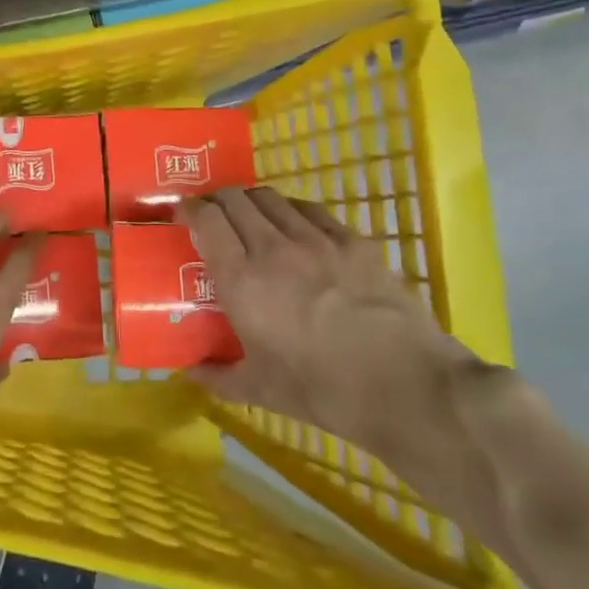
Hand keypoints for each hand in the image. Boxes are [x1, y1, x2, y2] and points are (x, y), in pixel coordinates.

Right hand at [176, 188, 475, 462]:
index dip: (188, 208)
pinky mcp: (354, 241)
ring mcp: (317, 239)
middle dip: (217, 200)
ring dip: (252, 202)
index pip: (206, 220)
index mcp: (242, 281)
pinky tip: (295, 227)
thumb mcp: (260, 390)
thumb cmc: (323, 391)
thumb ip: (218, 376)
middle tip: (213, 216)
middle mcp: (273, 248)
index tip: (181, 214)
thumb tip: (189, 371)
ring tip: (251, 218)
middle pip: (235, 199)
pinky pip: (311, 210)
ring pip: (271, 198)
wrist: (406, 387)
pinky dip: (292, 211)